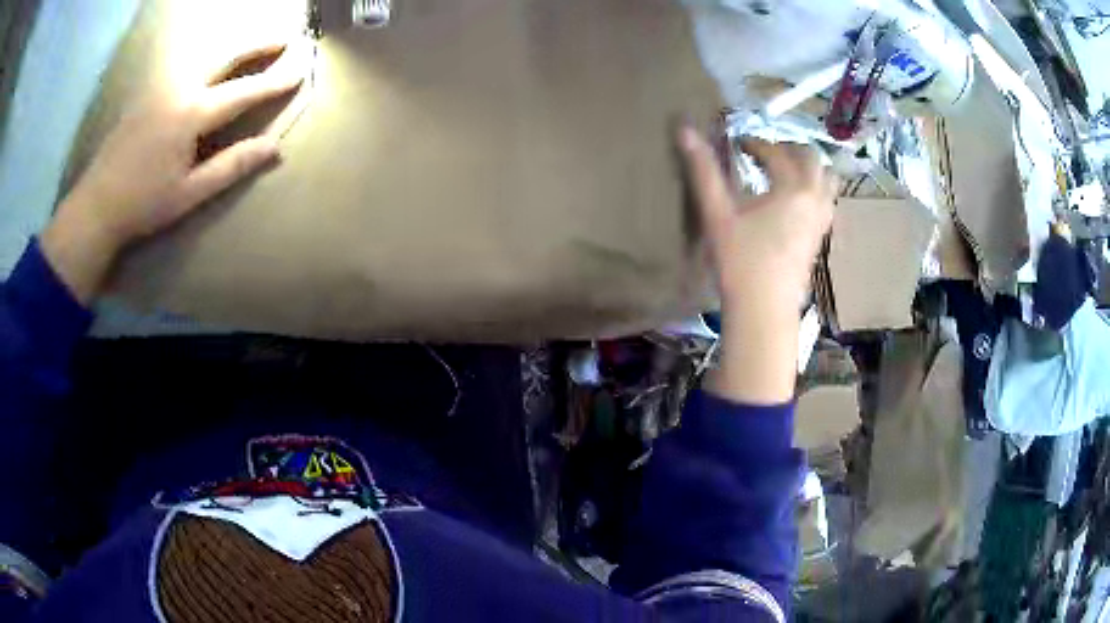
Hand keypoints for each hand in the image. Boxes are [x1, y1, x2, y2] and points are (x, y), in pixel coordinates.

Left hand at [41, 41, 307, 303]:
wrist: (96, 205)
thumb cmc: (143, 204)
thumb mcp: (190, 193)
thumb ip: (231, 166)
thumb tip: (274, 148)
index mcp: (192, 114)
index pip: (243, 92)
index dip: (274, 83)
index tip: (300, 72)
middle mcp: (179, 89)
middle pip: (225, 57)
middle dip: (257, 46)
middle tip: (283, 39)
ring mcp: (161, 87)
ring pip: (203, 55)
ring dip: (232, 48)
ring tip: (251, 46)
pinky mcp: (147, 93)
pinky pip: (184, 65)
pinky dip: (206, 58)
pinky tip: (209, 64)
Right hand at [677, 124, 836, 403]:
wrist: (765, 311)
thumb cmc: (741, 261)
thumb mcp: (718, 213)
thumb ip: (703, 170)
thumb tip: (684, 129)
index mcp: (793, 188)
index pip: (777, 152)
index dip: (756, 143)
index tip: (737, 144)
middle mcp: (815, 200)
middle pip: (814, 160)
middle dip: (790, 149)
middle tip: (766, 154)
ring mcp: (822, 222)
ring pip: (827, 182)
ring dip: (809, 169)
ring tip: (785, 173)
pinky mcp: (820, 241)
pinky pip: (826, 203)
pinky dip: (813, 191)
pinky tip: (793, 204)